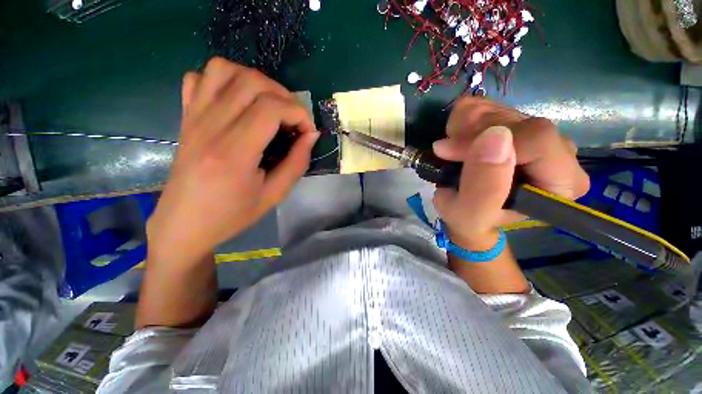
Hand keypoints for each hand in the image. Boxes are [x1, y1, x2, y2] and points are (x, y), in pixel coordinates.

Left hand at [147, 58, 318, 263]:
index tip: (308, 132)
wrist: (184, 223)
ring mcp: (193, 118)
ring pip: (225, 70)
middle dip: (284, 96)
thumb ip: (297, 163)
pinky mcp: (186, 117)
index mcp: (233, 153)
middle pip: (252, 83)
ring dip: (256, 82)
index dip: (299, 114)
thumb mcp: (274, 195)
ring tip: (270, 106)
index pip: (271, 108)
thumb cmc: (232, 215)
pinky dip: (224, 80)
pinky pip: (200, 78)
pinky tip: (238, 102)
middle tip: (293, 120)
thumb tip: (311, 136)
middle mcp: (210, 127)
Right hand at [432, 97, 589, 248]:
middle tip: (448, 156)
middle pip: (515, 120)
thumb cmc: (471, 220)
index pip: (536, 138)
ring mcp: (536, 132)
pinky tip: (458, 142)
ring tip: (453, 155)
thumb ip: (484, 187)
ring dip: (462, 130)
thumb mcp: (470, 214)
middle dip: (469, 136)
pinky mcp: (515, 122)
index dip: (484, 140)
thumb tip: (494, 136)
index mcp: (561, 181)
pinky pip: (484, 105)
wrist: (467, 211)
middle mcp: (559, 150)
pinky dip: (461, 122)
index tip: (448, 153)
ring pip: (497, 108)